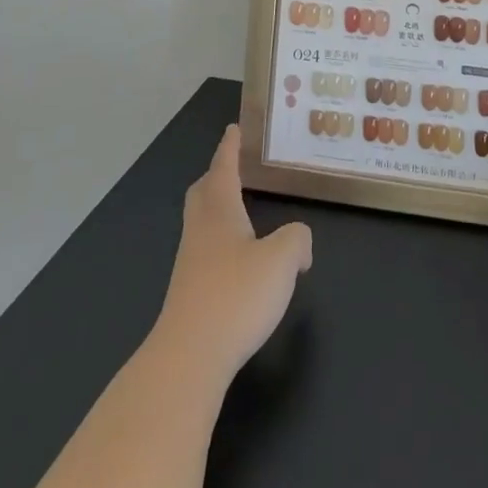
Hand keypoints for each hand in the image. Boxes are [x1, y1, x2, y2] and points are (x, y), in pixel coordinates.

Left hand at [151, 125, 312, 390]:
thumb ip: (297, 240)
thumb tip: (299, 243)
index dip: (230, 148)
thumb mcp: (282, 260)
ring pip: (202, 223)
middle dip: (216, 175)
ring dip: (218, 209)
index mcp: (220, 212)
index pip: (223, 168)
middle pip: (203, 193)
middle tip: (234, 166)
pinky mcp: (190, 295)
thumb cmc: (236, 296)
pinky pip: (206, 252)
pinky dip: (222, 243)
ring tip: (242, 210)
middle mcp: (200, 232)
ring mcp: (190, 265)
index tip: (233, 128)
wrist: (188, 358)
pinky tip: (240, 260)